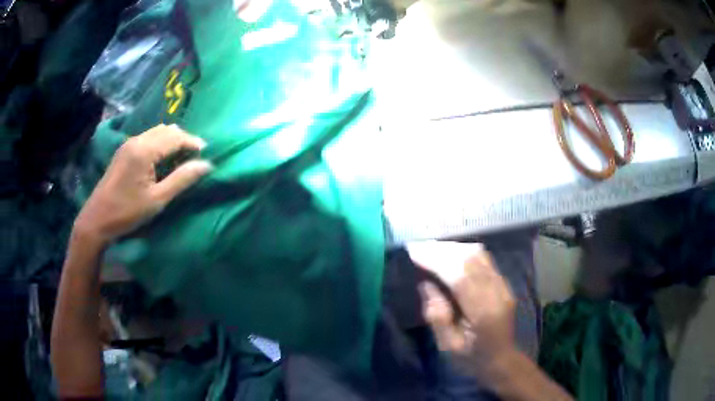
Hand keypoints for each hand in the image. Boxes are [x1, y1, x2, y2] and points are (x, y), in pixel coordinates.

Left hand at [74, 124, 211, 244]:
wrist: (97, 219)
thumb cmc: (127, 212)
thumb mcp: (157, 200)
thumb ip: (181, 180)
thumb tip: (206, 165)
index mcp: (144, 151)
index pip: (175, 137)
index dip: (193, 143)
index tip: (206, 153)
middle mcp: (136, 140)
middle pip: (167, 130)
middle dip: (183, 139)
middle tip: (194, 157)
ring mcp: (128, 143)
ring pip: (157, 132)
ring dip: (171, 140)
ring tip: (180, 157)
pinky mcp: (124, 150)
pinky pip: (148, 137)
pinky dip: (160, 143)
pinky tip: (162, 158)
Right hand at [407, 241, 516, 373]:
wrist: (501, 359)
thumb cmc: (472, 358)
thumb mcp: (448, 346)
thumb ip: (437, 317)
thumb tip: (426, 284)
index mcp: (484, 314)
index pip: (461, 278)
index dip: (437, 262)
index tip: (414, 254)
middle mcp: (498, 294)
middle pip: (471, 261)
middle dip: (442, 251)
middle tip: (418, 248)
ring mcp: (504, 286)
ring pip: (479, 255)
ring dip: (453, 249)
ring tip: (430, 249)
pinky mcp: (504, 283)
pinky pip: (484, 259)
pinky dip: (464, 252)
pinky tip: (449, 254)